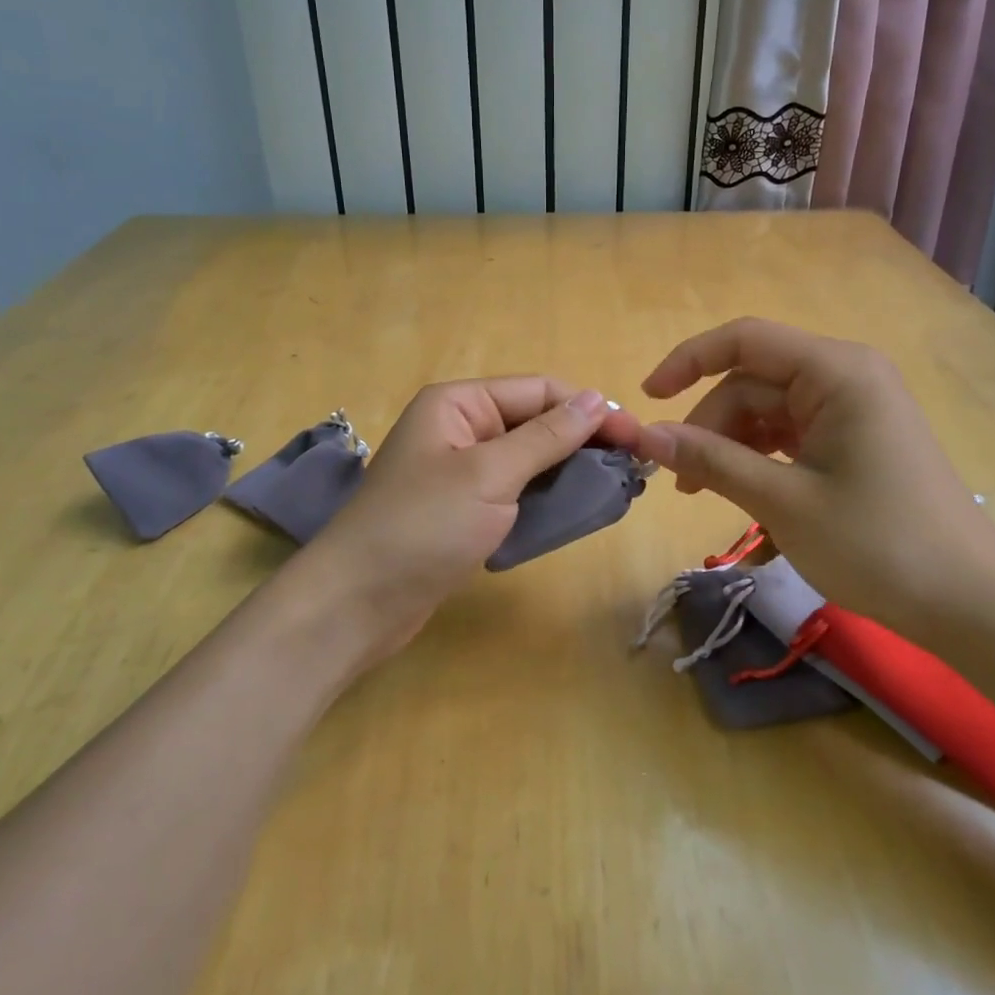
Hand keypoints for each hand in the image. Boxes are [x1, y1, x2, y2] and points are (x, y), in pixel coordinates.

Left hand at [293, 379, 641, 672]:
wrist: (357, 603)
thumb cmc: (423, 526)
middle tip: (635, 469)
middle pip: (536, 423)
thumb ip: (546, 436)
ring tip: (616, 490)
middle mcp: (460, 428)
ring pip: (529, 460)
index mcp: (459, 403)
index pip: (539, 391)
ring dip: (570, 471)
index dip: (589, 410)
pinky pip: (516, 491)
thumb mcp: (490, 473)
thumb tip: (595, 398)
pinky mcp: (464, 510)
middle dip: (583, 442)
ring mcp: (461, 471)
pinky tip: (578, 510)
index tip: (637, 437)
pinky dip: (546, 498)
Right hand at [635, 318, 994, 638]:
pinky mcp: (857, 440)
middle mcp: (846, 376)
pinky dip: (759, 455)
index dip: (688, 361)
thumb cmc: (879, 545)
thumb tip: (646, 436)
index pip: (745, 340)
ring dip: (730, 444)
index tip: (647, 400)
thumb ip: (711, 460)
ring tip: (704, 494)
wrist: (971, 605)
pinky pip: (791, 432)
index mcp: (836, 371)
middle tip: (682, 482)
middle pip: (753, 381)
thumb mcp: (783, 501)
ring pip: (768, 409)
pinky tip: (742, 489)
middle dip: (710, 424)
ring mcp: (854, 409)